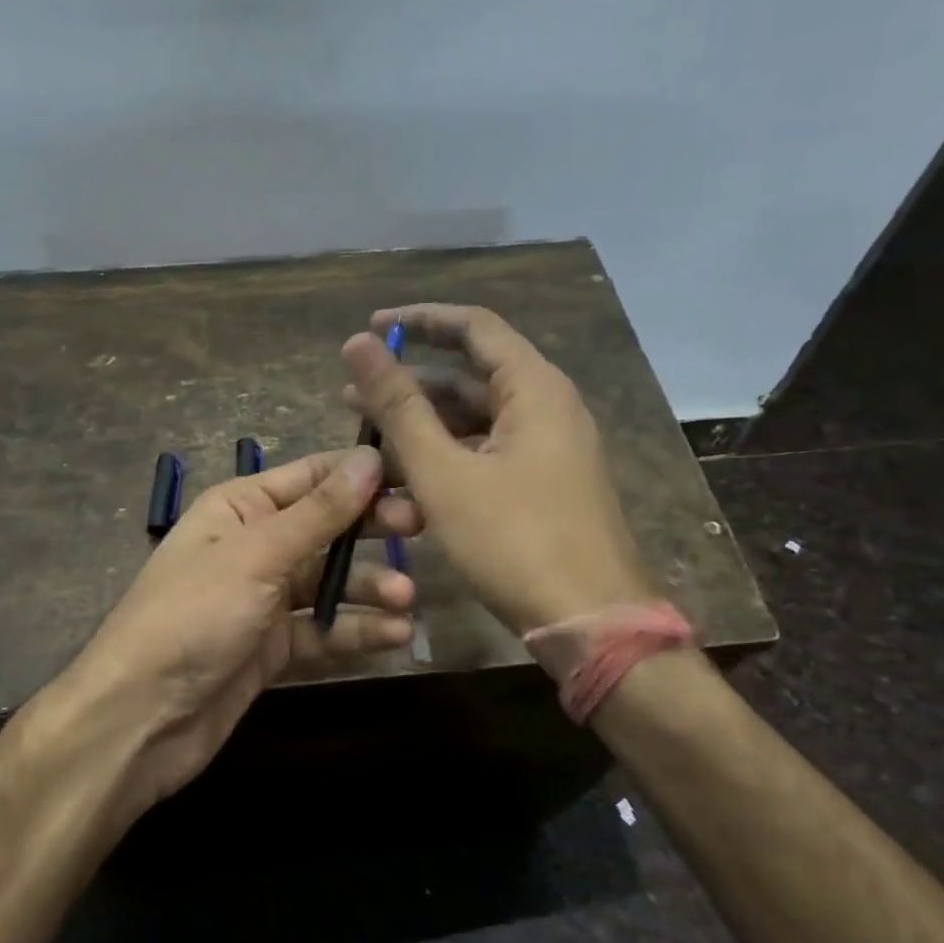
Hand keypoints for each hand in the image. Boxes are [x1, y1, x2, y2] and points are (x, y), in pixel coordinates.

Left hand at [56, 447, 419, 815]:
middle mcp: (255, 546)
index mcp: (240, 507)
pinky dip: (356, 630)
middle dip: (371, 529)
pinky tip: (395, 634)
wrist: (139, 720)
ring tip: (408, 599)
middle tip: (422, 529)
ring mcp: (265, 599)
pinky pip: (324, 629)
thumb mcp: (257, 556)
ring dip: (370, 587)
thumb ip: (318, 512)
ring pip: (330, 581)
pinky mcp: (274, 647)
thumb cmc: (192, 617)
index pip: (312, 476)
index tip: (416, 474)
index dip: (362, 473)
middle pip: (327, 527)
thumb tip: (370, 459)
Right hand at [342, 303, 652, 635]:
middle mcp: (548, 409)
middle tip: (352, 394)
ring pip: (476, 422)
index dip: (420, 320)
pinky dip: (447, 459)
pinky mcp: (544, 487)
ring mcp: (550, 451)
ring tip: (366, 441)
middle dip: (409, 383)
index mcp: (535, 388)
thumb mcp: (443, 471)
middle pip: (471, 376)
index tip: (372, 328)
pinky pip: (488, 455)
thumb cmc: (514, 539)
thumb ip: (398, 406)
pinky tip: (406, 481)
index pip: (474, 326)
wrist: (591, 622)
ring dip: (423, 427)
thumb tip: (359, 344)